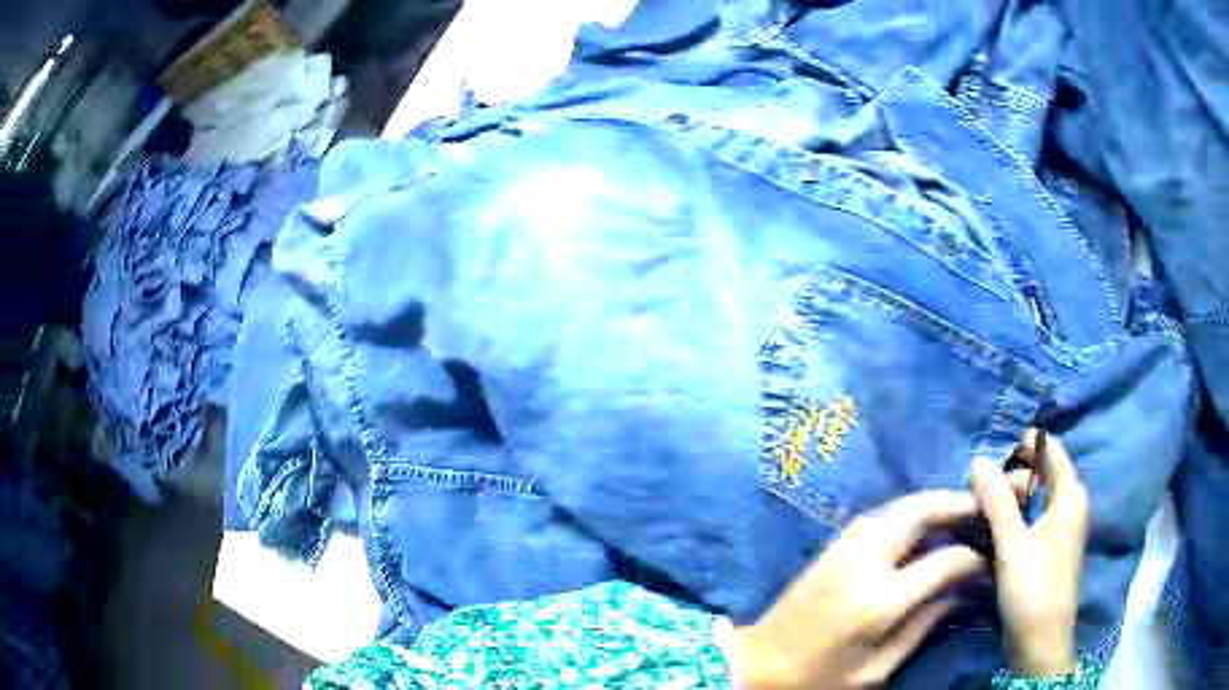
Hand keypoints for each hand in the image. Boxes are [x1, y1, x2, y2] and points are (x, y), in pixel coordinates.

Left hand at [730, 491, 985, 688]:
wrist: (755, 665)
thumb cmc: (816, 679)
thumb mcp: (874, 670)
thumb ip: (921, 627)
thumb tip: (960, 592)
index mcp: (877, 601)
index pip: (943, 561)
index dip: (972, 559)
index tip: (989, 562)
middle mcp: (862, 561)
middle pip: (919, 512)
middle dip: (956, 504)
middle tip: (983, 508)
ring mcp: (843, 548)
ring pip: (898, 505)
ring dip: (933, 502)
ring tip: (961, 510)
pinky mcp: (831, 546)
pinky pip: (879, 514)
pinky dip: (908, 510)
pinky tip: (923, 522)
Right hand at [971, 430, 1088, 675]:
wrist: (1040, 643)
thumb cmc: (1033, 589)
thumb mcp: (1012, 544)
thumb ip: (997, 500)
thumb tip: (978, 461)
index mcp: (1069, 495)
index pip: (1049, 449)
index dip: (1021, 446)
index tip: (988, 459)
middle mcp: (1067, 505)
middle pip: (1037, 475)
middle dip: (1007, 481)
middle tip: (975, 498)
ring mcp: (1058, 528)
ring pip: (1030, 501)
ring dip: (1005, 504)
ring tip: (976, 518)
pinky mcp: (1047, 549)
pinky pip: (1028, 522)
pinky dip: (1009, 523)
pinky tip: (987, 536)